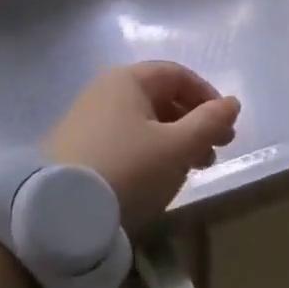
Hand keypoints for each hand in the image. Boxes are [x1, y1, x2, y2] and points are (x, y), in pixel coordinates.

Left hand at [44, 62, 240, 231]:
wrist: (56, 212)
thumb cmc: (128, 168)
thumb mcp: (177, 147)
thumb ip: (210, 122)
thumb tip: (232, 103)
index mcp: (128, 79)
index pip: (178, 75)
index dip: (208, 97)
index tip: (225, 127)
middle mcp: (104, 90)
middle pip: (161, 98)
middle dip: (194, 123)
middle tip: (215, 152)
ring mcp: (86, 119)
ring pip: (143, 122)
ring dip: (175, 140)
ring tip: (193, 169)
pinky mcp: (76, 148)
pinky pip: (124, 140)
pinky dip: (149, 152)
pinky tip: (158, 177)